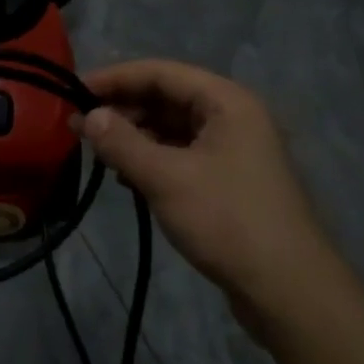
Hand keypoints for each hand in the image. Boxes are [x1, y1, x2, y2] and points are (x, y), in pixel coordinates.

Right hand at [82, 61, 335, 323]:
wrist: (289, 290)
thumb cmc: (227, 221)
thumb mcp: (166, 178)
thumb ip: (122, 142)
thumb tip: (88, 117)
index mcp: (226, 102)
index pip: (161, 72)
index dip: (115, 78)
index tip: (74, 91)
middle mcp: (233, 117)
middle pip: (167, 97)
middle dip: (122, 108)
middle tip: (80, 127)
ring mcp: (234, 150)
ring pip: (173, 128)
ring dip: (134, 135)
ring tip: (98, 151)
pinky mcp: (229, 181)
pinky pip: (182, 154)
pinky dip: (152, 159)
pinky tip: (126, 177)